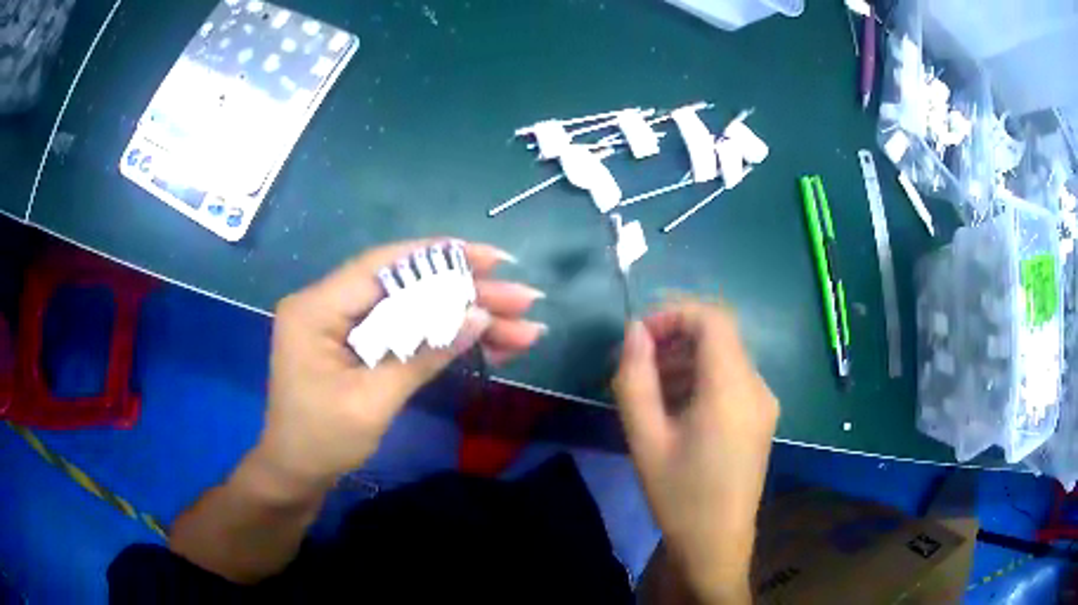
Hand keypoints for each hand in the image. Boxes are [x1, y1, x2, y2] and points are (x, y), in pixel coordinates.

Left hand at [256, 240, 545, 489]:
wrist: (296, 474)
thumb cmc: (323, 441)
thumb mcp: (373, 400)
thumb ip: (423, 354)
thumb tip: (478, 317)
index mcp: (317, 308)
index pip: (384, 266)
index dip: (441, 258)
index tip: (493, 260)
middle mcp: (329, 303)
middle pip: (406, 286)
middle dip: (467, 294)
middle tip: (523, 301)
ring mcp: (344, 324)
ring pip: (414, 310)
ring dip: (466, 320)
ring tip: (522, 329)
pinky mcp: (358, 344)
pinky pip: (406, 331)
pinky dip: (445, 338)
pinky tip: (489, 344)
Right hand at [613, 300, 777, 602]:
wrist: (716, 543)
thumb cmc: (679, 496)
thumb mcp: (645, 439)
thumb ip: (635, 379)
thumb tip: (634, 332)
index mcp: (732, 390)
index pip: (712, 318)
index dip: (673, 313)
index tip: (638, 336)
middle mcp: (757, 386)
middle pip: (720, 334)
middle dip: (675, 336)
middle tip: (638, 364)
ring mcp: (764, 401)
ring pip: (725, 355)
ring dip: (687, 357)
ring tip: (651, 387)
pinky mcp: (761, 416)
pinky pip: (732, 378)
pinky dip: (702, 376)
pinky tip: (676, 405)